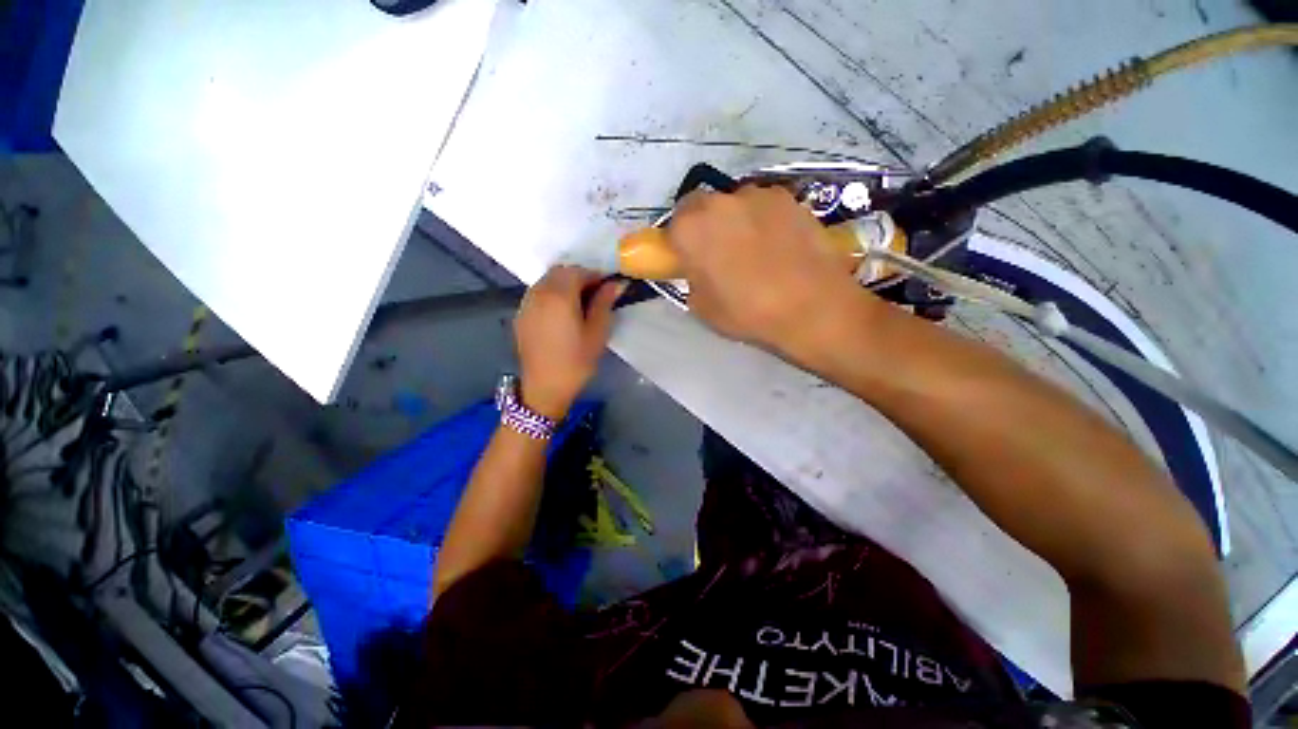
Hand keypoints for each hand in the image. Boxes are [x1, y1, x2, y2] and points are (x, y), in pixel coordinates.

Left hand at [514, 266, 624, 418]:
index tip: (608, 287)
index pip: (578, 271)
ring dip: (563, 284)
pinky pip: (537, 294)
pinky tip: (561, 314)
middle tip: (595, 295)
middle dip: (579, 277)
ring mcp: (526, 304)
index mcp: (559, 296)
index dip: (595, 276)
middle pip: (559, 272)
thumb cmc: (576, 362)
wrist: (545, 388)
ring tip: (579, 304)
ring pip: (546, 281)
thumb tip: (614, 284)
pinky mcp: (521, 315)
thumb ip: (604, 304)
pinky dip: (551, 294)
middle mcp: (539, 293)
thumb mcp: (597, 333)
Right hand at [666, 185, 877, 359]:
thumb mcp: (702, 307)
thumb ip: (692, 279)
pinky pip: (766, 206)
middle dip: (707, 225)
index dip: (682, 239)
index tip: (691, 256)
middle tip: (720, 252)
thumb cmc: (747, 312)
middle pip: (704, 205)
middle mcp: (720, 201)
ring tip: (757, 250)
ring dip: (737, 220)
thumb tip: (699, 269)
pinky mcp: (790, 198)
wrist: (811, 307)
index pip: (674, 222)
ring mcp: (758, 195)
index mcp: (691, 228)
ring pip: (737, 203)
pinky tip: (780, 246)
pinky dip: (766, 220)